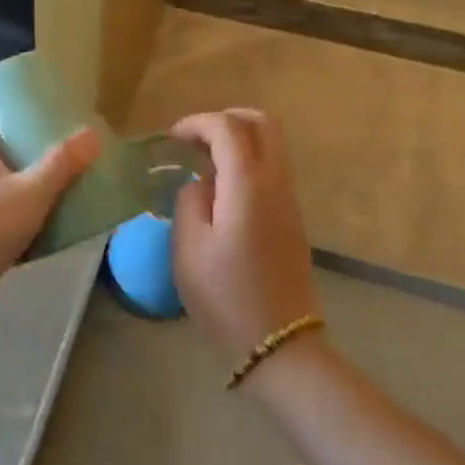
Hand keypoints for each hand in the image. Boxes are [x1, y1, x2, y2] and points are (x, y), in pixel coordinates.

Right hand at [169, 109, 320, 372]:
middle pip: (263, 124)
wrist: (278, 345)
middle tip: (194, 140)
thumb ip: (189, 200)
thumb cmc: (225, 296)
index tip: (171, 139)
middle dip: (226, 119)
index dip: (197, 123)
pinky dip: (247, 162)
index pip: (227, 128)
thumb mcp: (188, 248)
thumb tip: (199, 183)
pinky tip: (221, 189)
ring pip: (272, 145)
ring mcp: (290, 201)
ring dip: (238, 140)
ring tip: (202, 163)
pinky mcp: (292, 219)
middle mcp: (276, 183)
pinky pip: (273, 170)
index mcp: (248, 185)